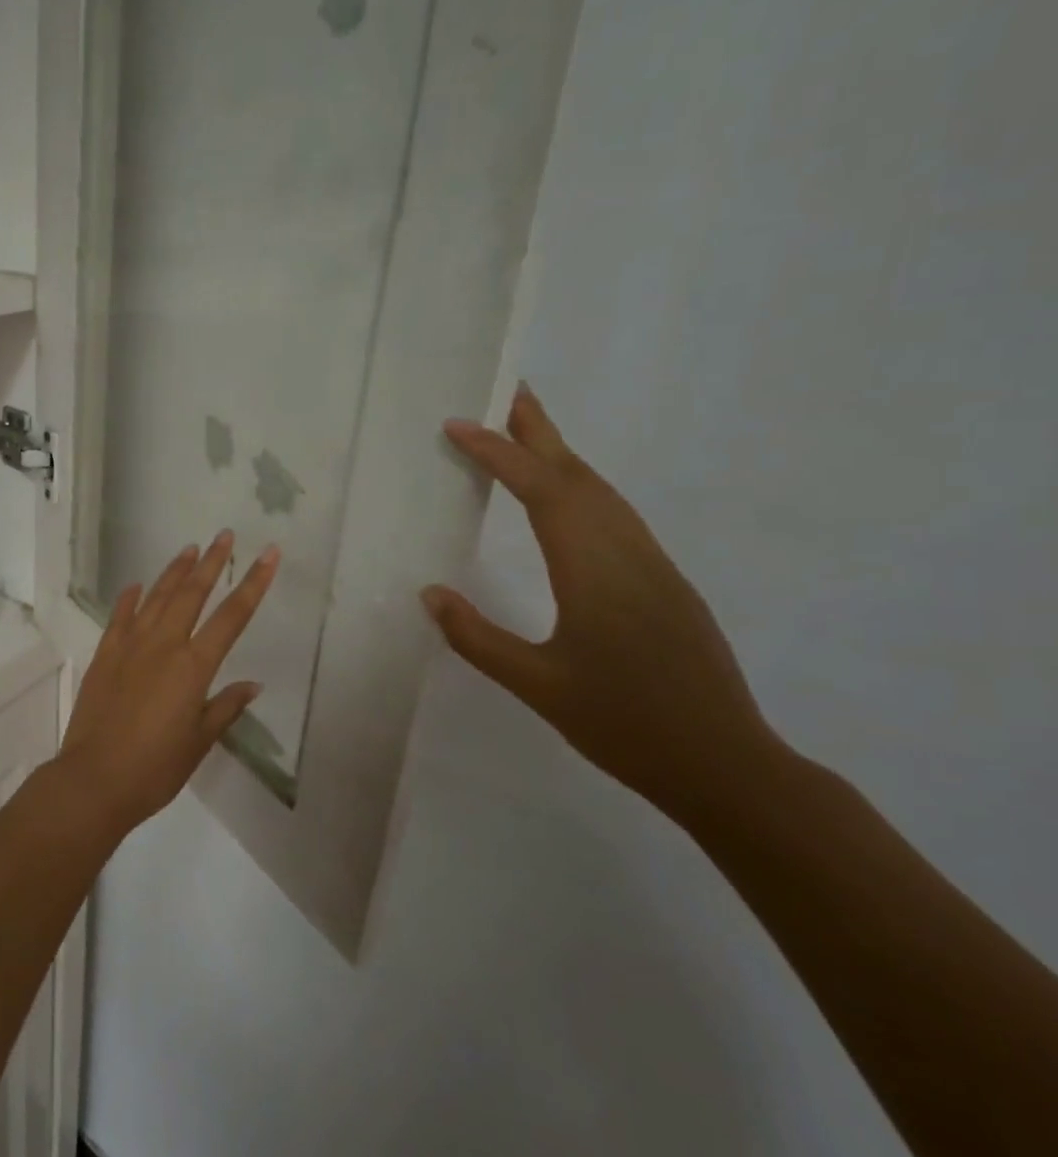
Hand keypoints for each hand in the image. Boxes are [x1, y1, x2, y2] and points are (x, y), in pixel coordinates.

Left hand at [57, 531, 279, 833]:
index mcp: (193, 666)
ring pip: (157, 597)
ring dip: (174, 571)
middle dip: (212, 562)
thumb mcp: (200, 741)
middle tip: (225, 536)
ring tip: (189, 549)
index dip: (254, 583)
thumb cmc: (156, 767)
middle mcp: (164, 645)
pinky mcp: (105, 654)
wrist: (95, 778)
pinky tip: (137, 585)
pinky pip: (120, 616)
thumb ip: (225, 707)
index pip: (232, 616)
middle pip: (193, 593)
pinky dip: (130, 598)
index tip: (269, 554)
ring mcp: (130, 645)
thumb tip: (252, 684)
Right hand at [423, 384, 782, 820]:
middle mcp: (628, 554)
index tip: (458, 425)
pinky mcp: (665, 583)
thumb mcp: (537, 685)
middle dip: (540, 430)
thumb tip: (430, 594)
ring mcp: (654, 566)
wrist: (727, 766)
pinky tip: (566, 499)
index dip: (498, 454)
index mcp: (595, 571)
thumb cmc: (626, 725)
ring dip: (562, 456)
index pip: (541, 493)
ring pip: (603, 493)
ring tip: (526, 433)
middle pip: (580, 475)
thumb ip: (477, 637)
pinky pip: (616, 516)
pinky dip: (582, 488)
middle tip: (507, 390)